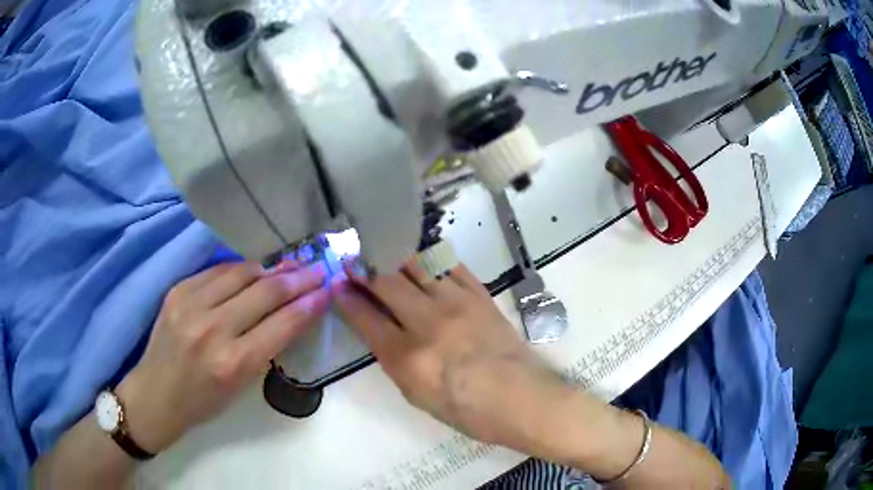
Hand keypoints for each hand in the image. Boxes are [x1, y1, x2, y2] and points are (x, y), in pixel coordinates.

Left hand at [117, 261, 329, 453]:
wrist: (156, 394)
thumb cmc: (203, 402)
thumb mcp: (241, 387)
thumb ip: (265, 348)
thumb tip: (289, 313)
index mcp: (234, 363)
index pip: (282, 324)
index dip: (309, 304)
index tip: (327, 289)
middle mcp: (213, 329)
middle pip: (265, 292)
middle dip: (297, 278)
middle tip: (317, 268)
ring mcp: (191, 304)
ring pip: (241, 273)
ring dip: (271, 268)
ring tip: (290, 265)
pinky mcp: (177, 290)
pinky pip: (217, 271)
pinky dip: (240, 270)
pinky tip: (254, 270)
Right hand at [332, 263, 568, 448]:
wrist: (519, 398)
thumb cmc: (466, 410)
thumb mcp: (417, 396)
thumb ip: (393, 360)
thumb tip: (377, 329)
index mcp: (407, 357)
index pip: (365, 318)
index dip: (346, 299)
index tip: (337, 287)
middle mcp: (427, 323)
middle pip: (385, 282)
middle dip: (363, 268)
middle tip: (353, 261)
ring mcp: (456, 303)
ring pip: (416, 264)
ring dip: (394, 256)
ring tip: (383, 252)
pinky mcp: (479, 294)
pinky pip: (450, 265)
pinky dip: (431, 258)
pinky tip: (422, 258)